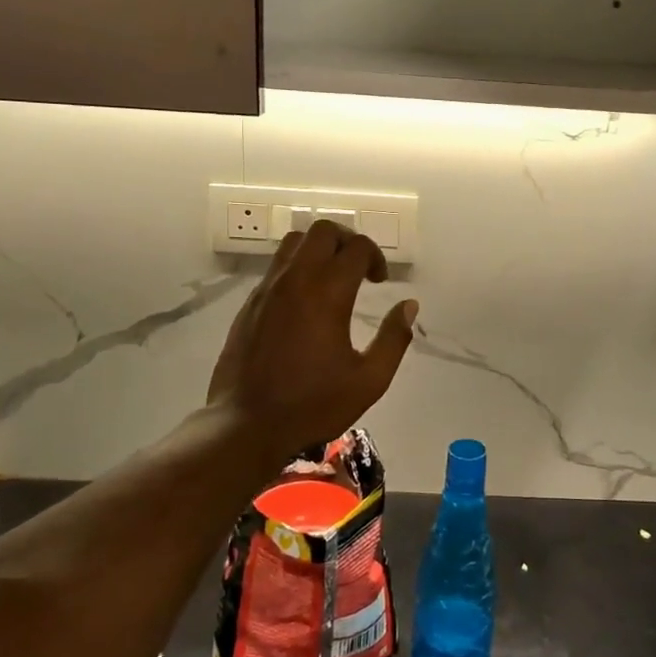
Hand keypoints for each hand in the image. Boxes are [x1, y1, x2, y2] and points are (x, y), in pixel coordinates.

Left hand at [207, 220, 418, 463]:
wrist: (246, 425)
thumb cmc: (312, 405)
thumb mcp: (368, 381)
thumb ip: (394, 339)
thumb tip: (409, 306)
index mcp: (327, 294)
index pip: (357, 248)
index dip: (376, 258)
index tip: (381, 282)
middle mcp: (295, 280)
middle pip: (323, 231)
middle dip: (348, 241)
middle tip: (359, 269)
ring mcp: (267, 289)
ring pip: (294, 241)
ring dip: (319, 248)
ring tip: (332, 277)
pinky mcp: (250, 303)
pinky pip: (276, 266)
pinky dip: (297, 266)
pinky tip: (305, 300)